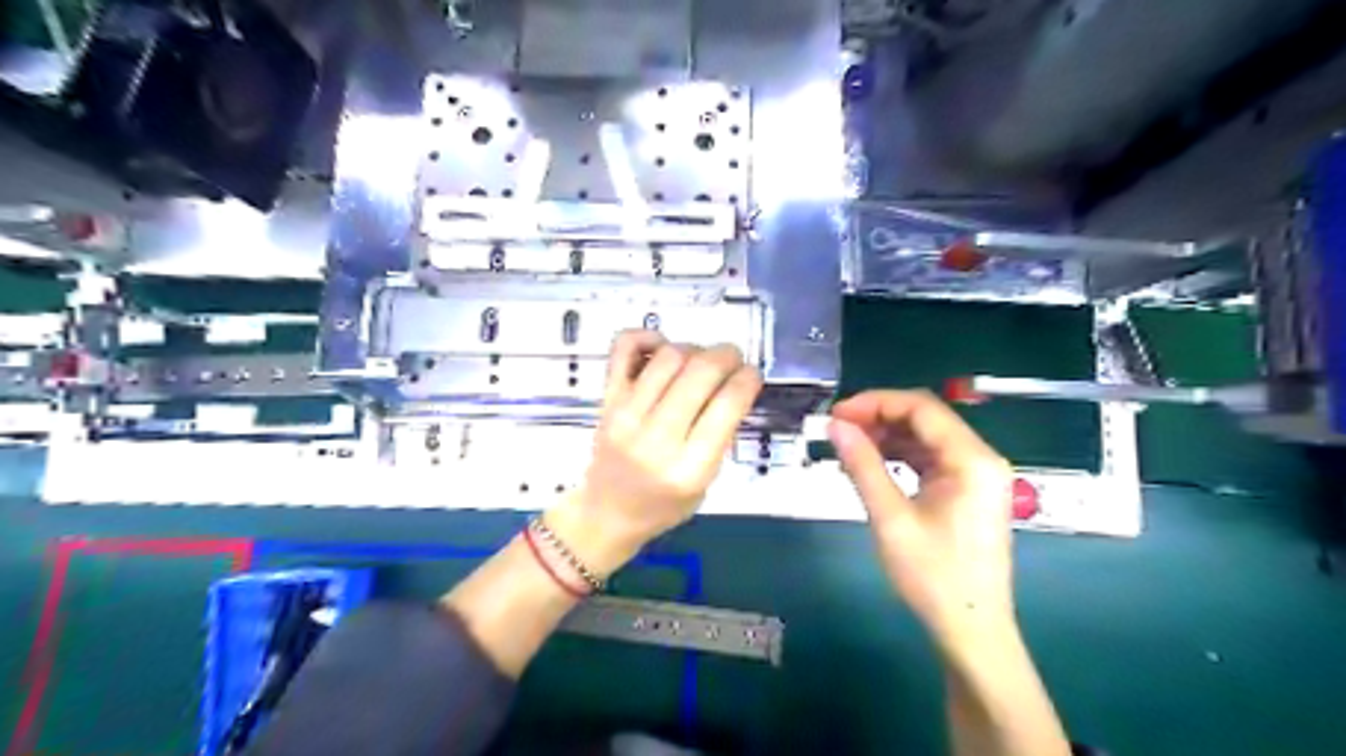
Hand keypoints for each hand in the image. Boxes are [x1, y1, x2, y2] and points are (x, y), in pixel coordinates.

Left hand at [543, 327, 753, 573]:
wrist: (608, 512)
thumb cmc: (663, 505)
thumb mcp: (706, 484)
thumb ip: (721, 437)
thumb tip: (735, 383)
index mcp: (689, 468)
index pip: (727, 405)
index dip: (748, 378)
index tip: (752, 374)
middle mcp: (657, 438)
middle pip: (701, 372)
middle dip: (727, 355)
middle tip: (733, 360)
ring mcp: (626, 415)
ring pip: (669, 356)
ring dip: (694, 348)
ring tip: (700, 361)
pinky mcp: (607, 399)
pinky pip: (623, 348)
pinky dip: (646, 336)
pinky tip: (662, 348)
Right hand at [828, 391, 1015, 643]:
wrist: (971, 630)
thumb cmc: (933, 576)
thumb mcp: (891, 518)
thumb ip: (863, 465)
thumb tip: (834, 425)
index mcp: (972, 460)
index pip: (921, 408)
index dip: (875, 403)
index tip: (836, 414)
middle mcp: (981, 458)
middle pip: (926, 419)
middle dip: (879, 418)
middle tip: (837, 430)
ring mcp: (977, 475)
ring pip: (927, 437)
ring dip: (887, 436)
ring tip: (848, 447)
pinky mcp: (968, 491)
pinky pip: (931, 459)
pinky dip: (900, 456)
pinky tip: (872, 465)